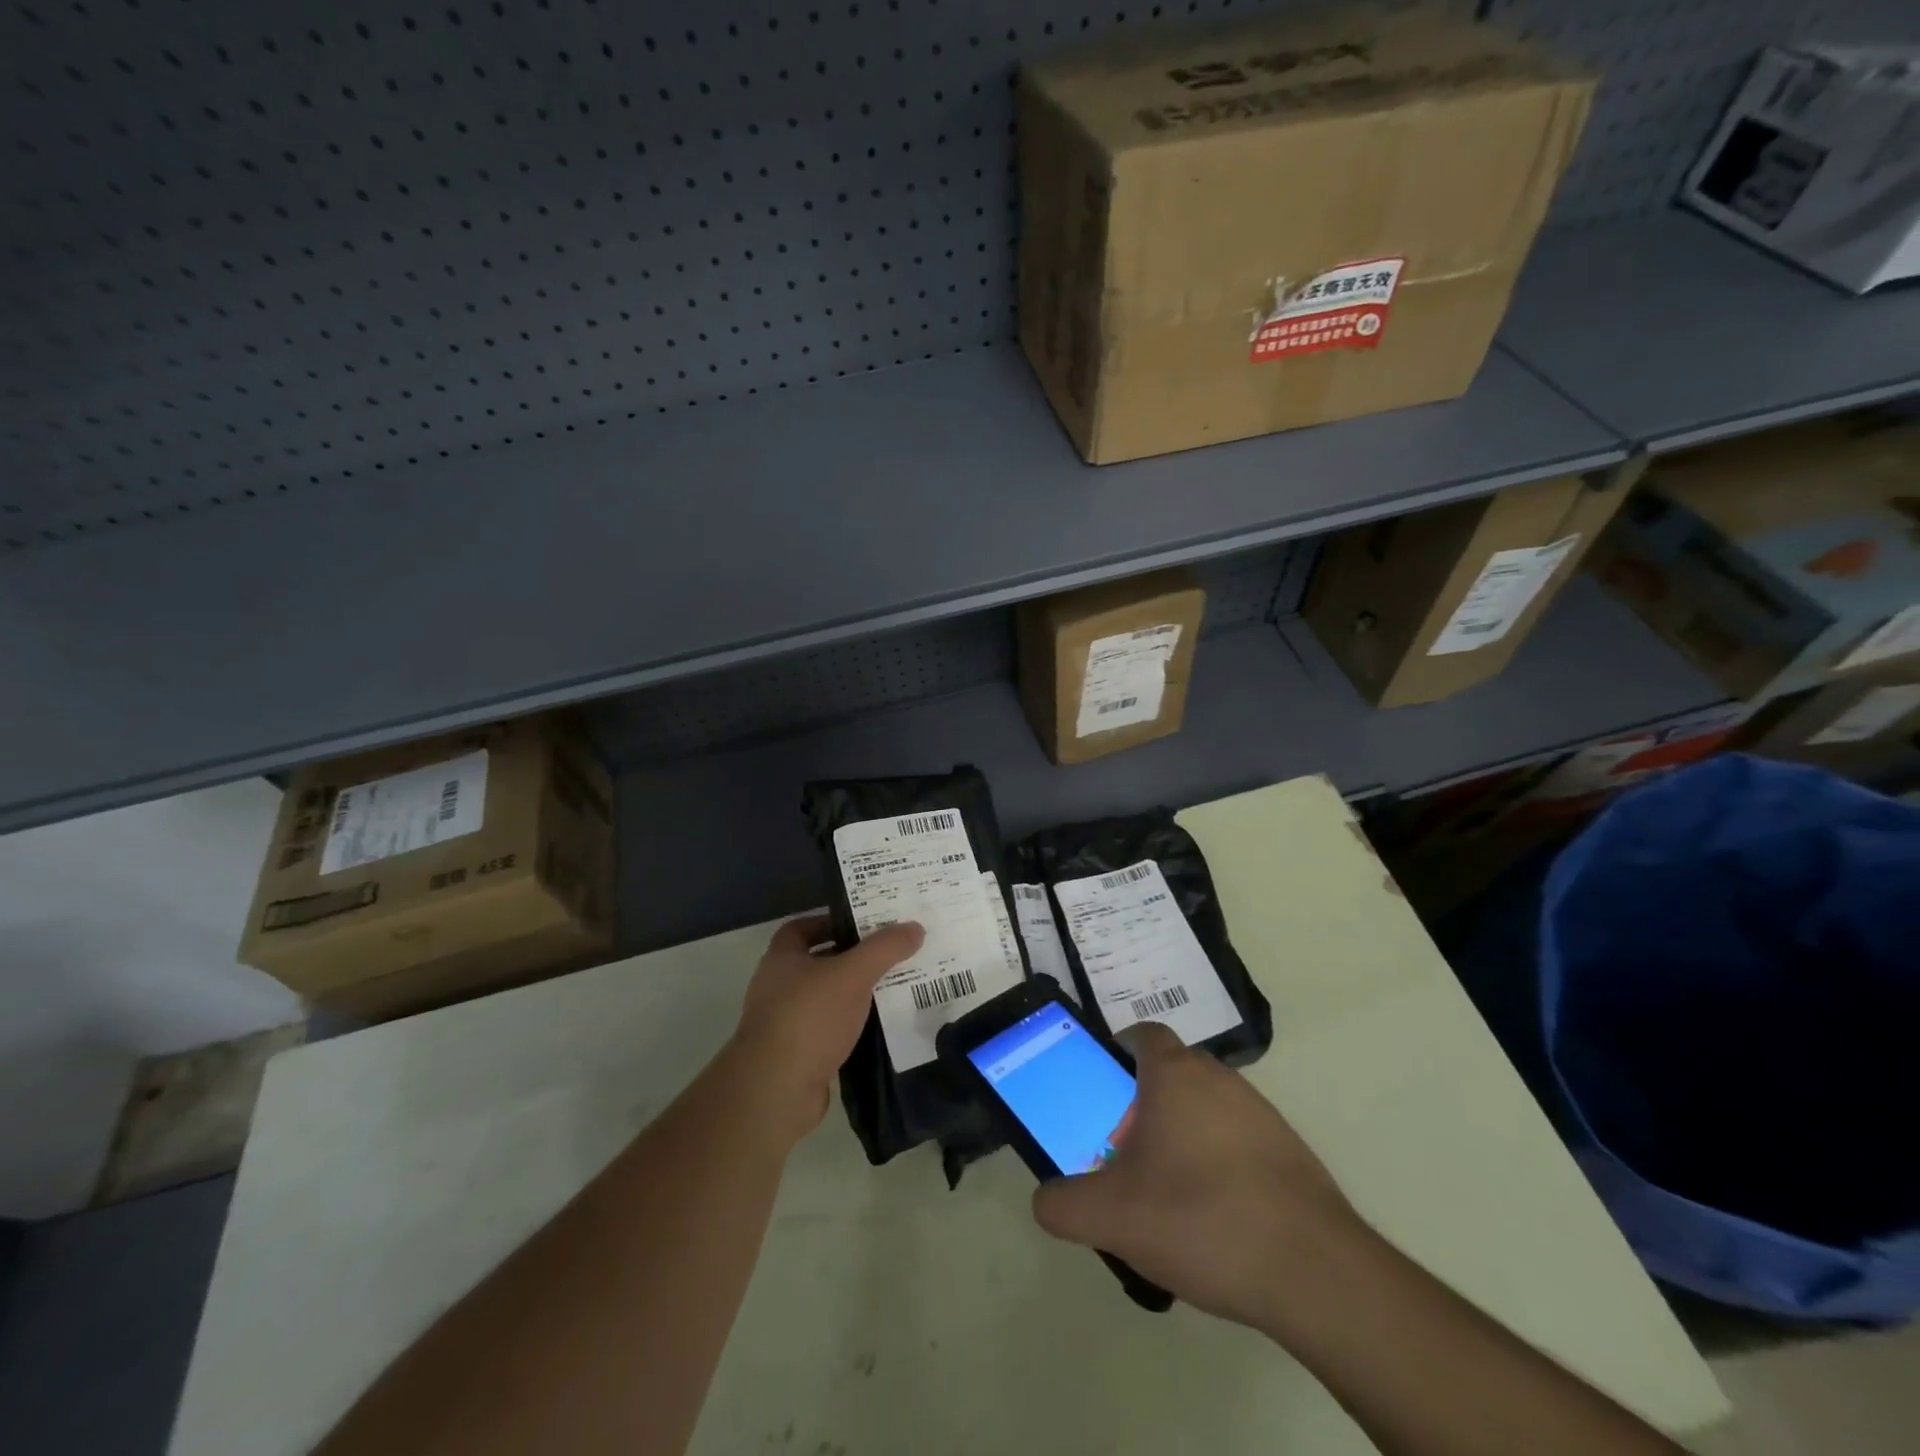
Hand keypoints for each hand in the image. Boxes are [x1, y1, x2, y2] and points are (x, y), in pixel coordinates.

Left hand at [731, 914, 924, 1142]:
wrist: (777, 1090)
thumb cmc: (809, 1017)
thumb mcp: (853, 974)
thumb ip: (884, 948)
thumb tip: (915, 927)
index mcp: (781, 958)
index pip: (802, 928)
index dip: (831, 922)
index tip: (863, 925)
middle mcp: (777, 987)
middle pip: (818, 962)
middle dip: (852, 958)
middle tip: (889, 954)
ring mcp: (785, 1023)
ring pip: (826, 999)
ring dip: (854, 995)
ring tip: (893, 988)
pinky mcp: (798, 1055)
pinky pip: (830, 1031)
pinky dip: (851, 1027)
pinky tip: (879, 1027)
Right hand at [1032, 1022, 1357, 1332]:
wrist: (1314, 1272)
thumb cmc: (1201, 1219)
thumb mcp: (1112, 1217)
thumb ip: (1064, 1205)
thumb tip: (1045, 1200)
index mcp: (1174, 1075)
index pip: (1142, 1034)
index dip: (1117, 1052)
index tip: (1102, 1092)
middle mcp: (1219, 1078)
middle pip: (1171, 1074)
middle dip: (1143, 1105)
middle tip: (1125, 1155)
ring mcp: (1261, 1112)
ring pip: (1205, 1108)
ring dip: (1182, 1135)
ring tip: (1167, 1196)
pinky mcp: (1290, 1150)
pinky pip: (1238, 1140)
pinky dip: (1219, 1164)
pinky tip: (1214, 1219)